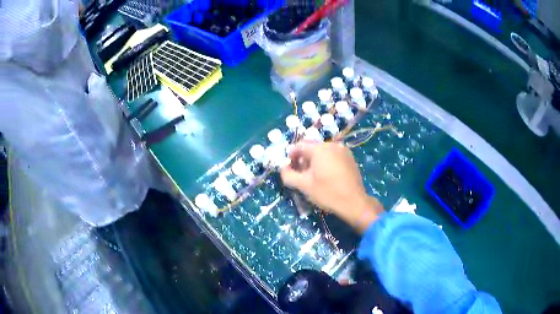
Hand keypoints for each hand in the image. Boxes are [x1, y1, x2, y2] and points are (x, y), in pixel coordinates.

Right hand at [280, 142, 383, 232]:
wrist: (354, 203)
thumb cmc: (328, 193)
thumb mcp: (304, 186)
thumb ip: (288, 175)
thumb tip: (283, 168)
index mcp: (320, 149)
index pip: (299, 146)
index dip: (291, 156)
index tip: (289, 168)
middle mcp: (332, 145)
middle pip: (311, 147)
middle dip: (302, 158)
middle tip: (300, 174)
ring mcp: (343, 150)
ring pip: (322, 151)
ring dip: (314, 160)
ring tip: (313, 177)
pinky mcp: (350, 158)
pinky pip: (332, 155)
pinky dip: (325, 161)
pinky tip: (326, 176)